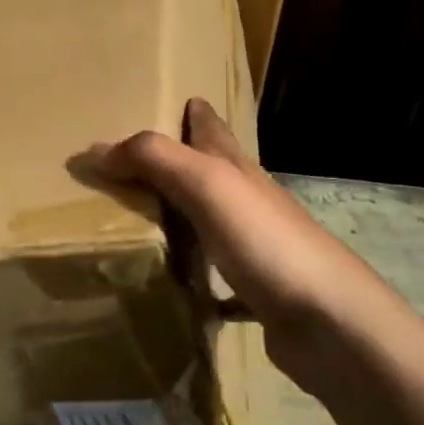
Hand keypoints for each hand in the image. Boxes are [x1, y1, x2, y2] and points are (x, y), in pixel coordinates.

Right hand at [91, 99, 384, 393]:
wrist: (328, 321)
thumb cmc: (265, 240)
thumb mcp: (205, 184)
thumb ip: (153, 159)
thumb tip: (95, 150)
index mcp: (236, 168)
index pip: (211, 127)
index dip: (193, 111)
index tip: (171, 102)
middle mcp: (248, 201)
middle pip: (210, 172)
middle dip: (180, 162)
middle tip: (132, 164)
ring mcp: (256, 247)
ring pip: (211, 222)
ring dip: (182, 218)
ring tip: (139, 221)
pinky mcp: (257, 291)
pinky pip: (217, 279)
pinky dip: (196, 279)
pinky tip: (175, 289)